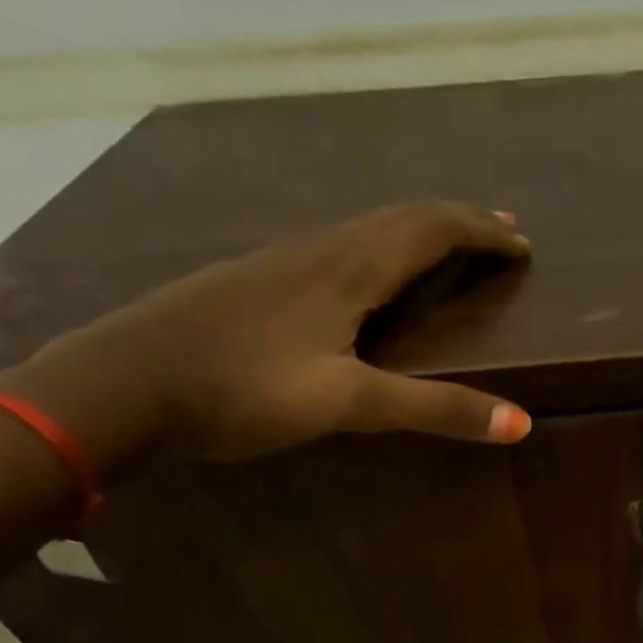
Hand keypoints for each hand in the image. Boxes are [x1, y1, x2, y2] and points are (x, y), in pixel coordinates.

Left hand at [0, 201, 533, 470]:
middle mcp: (318, 252)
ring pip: (364, 232)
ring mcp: (279, 264)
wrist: (120, 384)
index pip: (430, 230)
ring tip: (445, 250)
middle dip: (456, 223)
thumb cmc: (241, 389)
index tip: (522, 244)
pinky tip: (365, 281)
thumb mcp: (347, 403)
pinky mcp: (254, 284)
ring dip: (415, 235)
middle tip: (497, 233)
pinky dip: (377, 254)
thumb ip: (433, 409)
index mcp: (347, 269)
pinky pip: (335, 252)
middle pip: (399, 219)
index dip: (481, 232)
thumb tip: (521, 422)